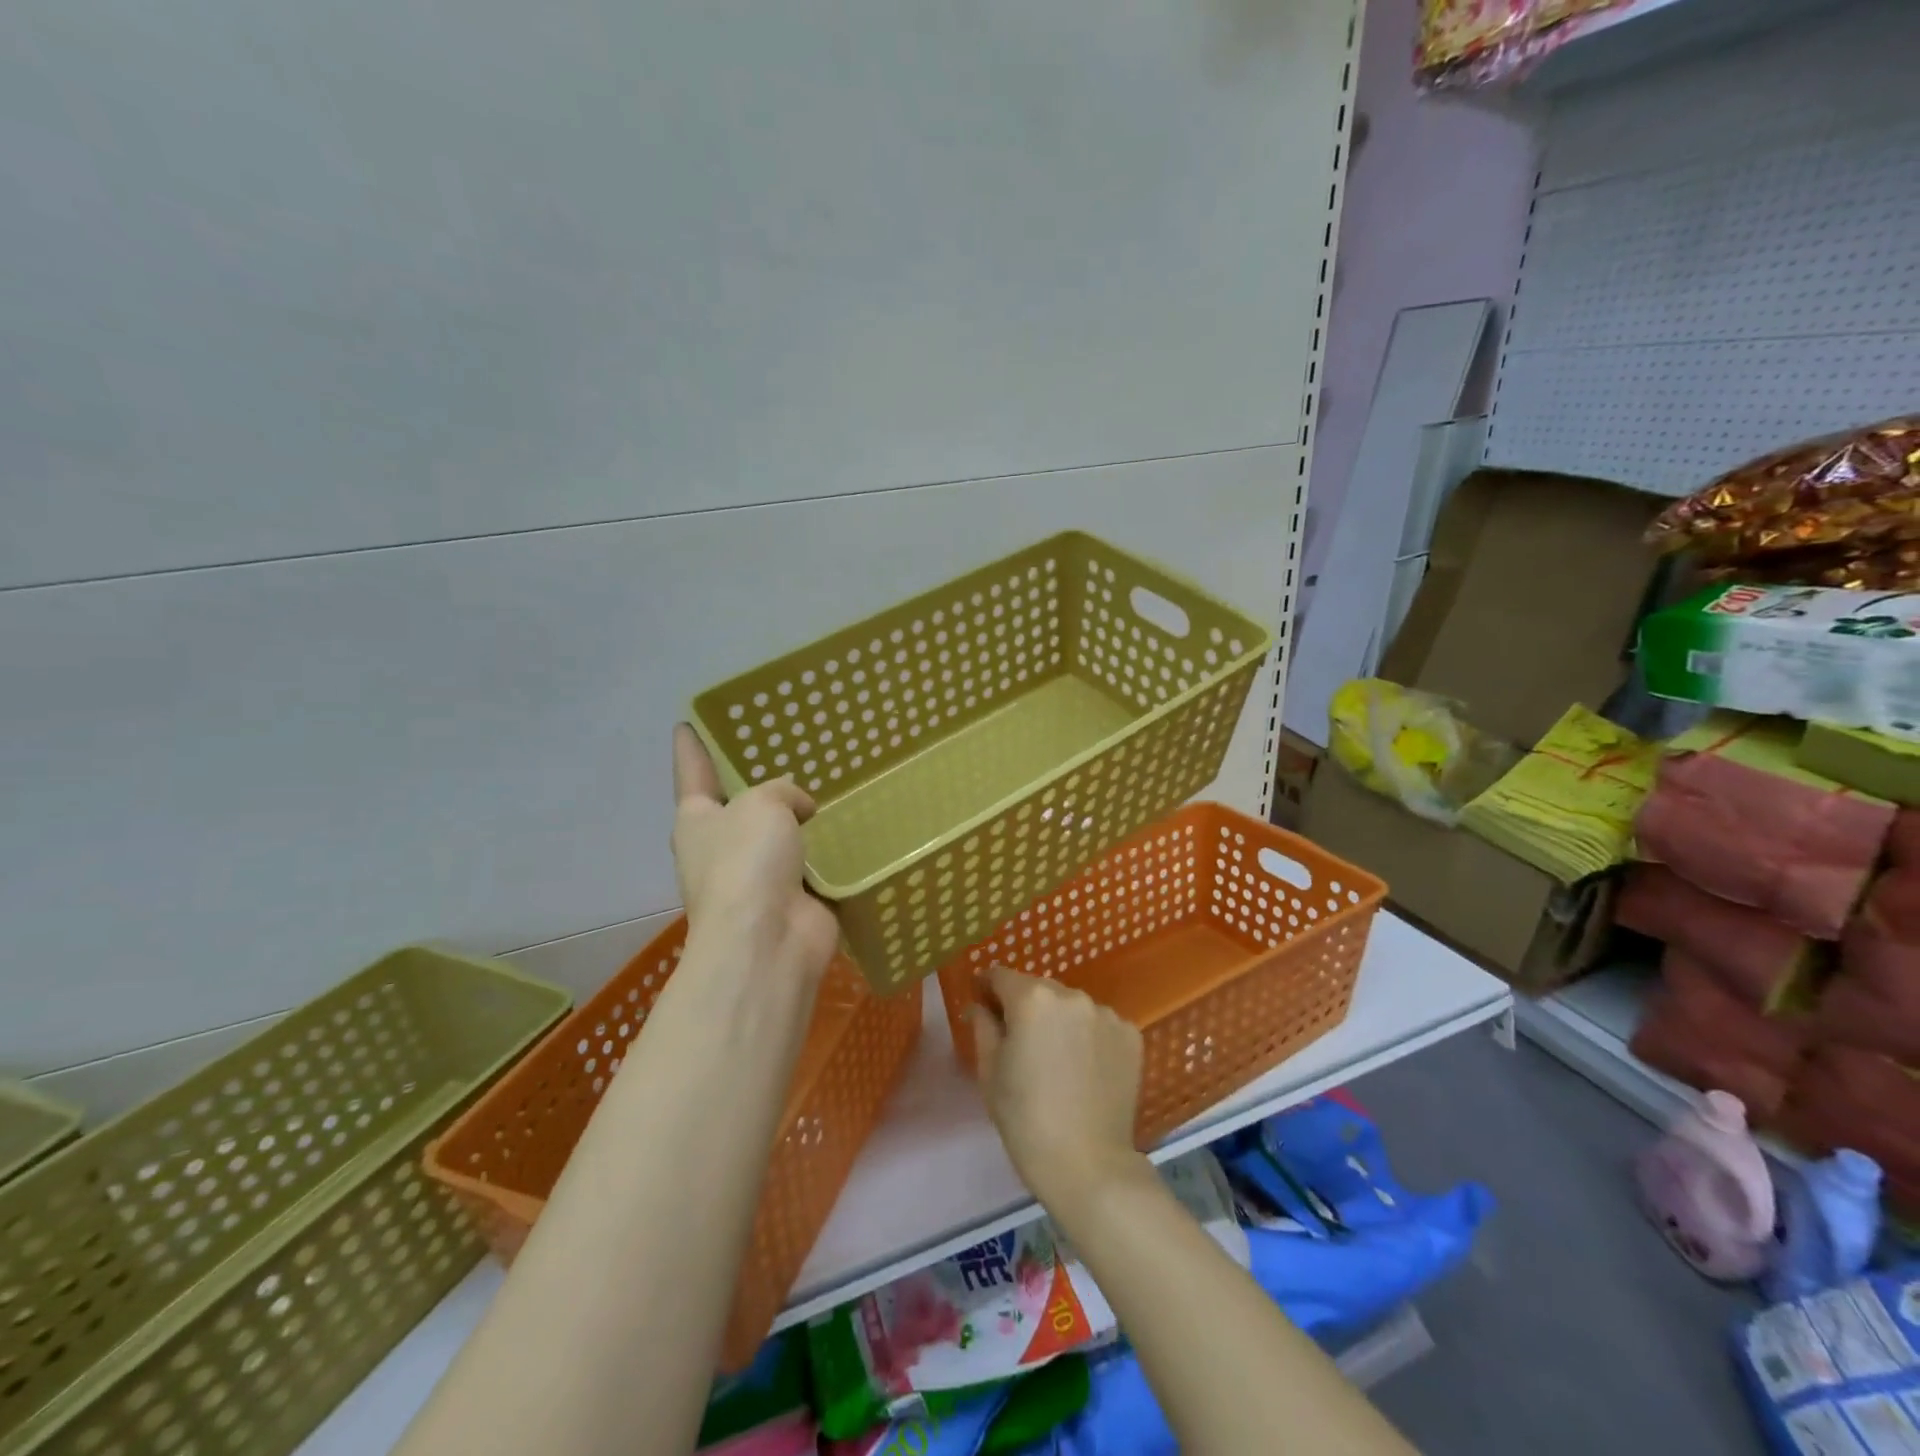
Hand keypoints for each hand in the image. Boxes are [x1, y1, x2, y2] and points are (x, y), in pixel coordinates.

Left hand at [671, 724, 837, 981]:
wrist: (768, 940)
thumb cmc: (748, 861)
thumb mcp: (764, 805)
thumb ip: (783, 793)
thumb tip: (801, 810)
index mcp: (697, 821)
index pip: (692, 773)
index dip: (691, 749)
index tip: (686, 725)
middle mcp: (719, 850)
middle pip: (734, 809)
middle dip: (750, 788)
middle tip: (779, 756)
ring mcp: (754, 881)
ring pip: (775, 839)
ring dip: (792, 825)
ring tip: (824, 791)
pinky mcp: (790, 903)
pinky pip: (810, 868)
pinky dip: (825, 855)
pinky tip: (849, 834)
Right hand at [967, 966, 1146, 1212]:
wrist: (1088, 1165)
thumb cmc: (1025, 1120)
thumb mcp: (990, 1072)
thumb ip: (983, 1027)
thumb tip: (980, 1006)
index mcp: (1031, 998)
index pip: (1001, 976)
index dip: (988, 988)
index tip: (985, 1006)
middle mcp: (1071, 994)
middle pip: (1039, 989)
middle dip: (1026, 1006)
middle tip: (1022, 1042)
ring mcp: (1105, 1013)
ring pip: (1071, 1006)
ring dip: (1060, 1021)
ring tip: (1058, 1059)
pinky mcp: (1131, 1034)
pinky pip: (1099, 1024)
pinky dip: (1089, 1037)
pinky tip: (1085, 1068)